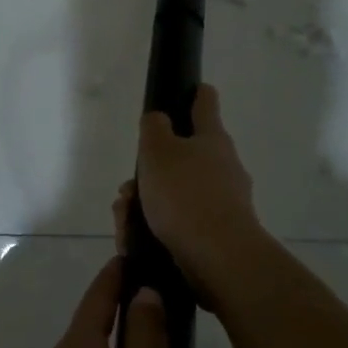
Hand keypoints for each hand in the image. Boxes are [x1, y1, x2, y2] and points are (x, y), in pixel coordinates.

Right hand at [132, 84, 263, 306]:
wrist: (218, 258)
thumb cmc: (185, 195)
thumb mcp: (157, 150)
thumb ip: (153, 128)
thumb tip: (159, 120)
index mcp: (212, 139)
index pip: (205, 103)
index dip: (195, 93)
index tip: (188, 89)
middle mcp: (223, 166)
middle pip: (182, 156)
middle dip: (149, 171)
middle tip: (127, 188)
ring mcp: (223, 202)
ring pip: (174, 193)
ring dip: (144, 203)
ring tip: (124, 219)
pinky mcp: (215, 234)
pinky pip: (178, 223)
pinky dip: (154, 228)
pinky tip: (134, 240)